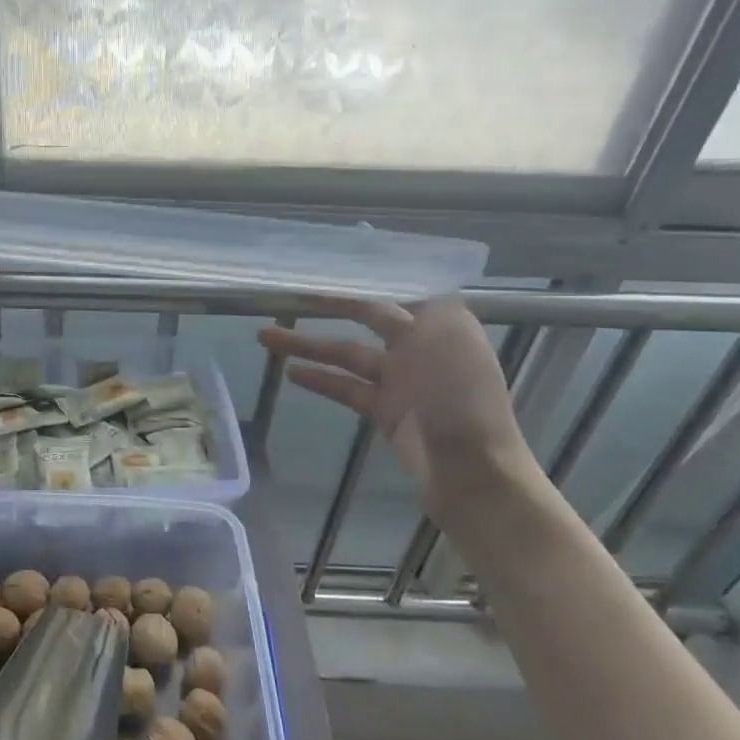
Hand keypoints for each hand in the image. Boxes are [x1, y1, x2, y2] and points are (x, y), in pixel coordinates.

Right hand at [258, 298, 531, 505]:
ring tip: (266, 336)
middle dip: (329, 306)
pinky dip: (320, 379)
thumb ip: (414, 309)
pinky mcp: (387, 410)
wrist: (472, 472)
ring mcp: (403, 380)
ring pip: (348, 353)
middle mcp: (422, 344)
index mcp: (443, 322)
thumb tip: (389, 291)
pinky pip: (347, 387)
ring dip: (309, 345)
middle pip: (368, 317)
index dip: (365, 277)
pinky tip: (290, 373)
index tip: (327, 267)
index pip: (398, 288)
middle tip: (291, 295)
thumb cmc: (461, 398)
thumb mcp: (445, 338)